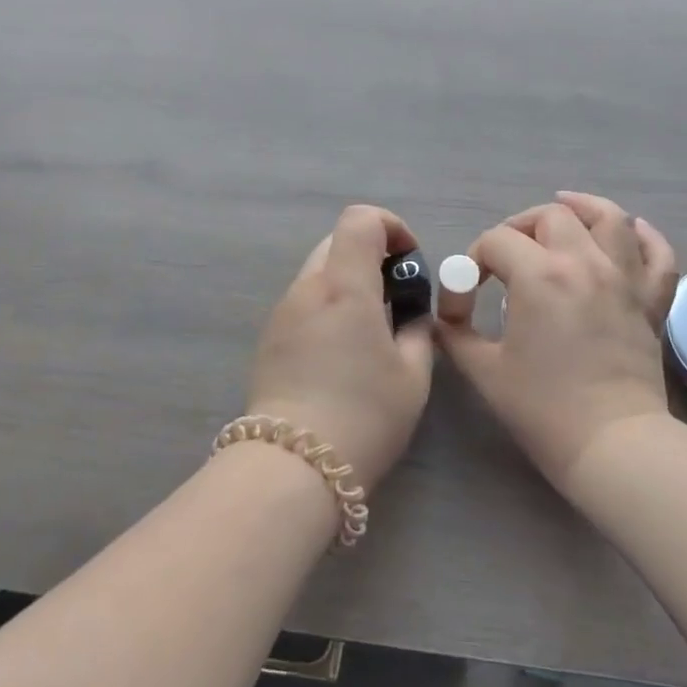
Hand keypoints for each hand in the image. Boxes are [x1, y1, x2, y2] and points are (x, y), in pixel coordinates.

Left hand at [247, 204, 434, 491]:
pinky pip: (303, 301)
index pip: (360, 219)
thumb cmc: (364, 416)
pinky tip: (340, 351)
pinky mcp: (268, 337)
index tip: (409, 262)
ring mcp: (282, 311)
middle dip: (371, 255)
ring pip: (318, 271)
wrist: (292, 466)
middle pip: (337, 240)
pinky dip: (328, 305)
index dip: (391, 226)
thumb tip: (411, 314)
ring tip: (369, 328)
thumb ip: (417, 329)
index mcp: (345, 286)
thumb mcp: (412, 375)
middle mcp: (308, 288)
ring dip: (348, 281)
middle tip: (395, 296)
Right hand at [436, 191, 677, 492]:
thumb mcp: (484, 371)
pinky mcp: (652, 301)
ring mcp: (625, 278)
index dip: (473, 262)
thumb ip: (454, 335)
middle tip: (507, 256)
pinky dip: (644, 236)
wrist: (612, 445)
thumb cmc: (543, 409)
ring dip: (583, 209)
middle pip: (551, 217)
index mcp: (540, 276)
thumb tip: (442, 317)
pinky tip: (630, 232)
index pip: (497, 241)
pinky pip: (658, 254)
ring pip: (610, 219)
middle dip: (520, 227)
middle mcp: (585, 263)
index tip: (466, 296)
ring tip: (565, 210)